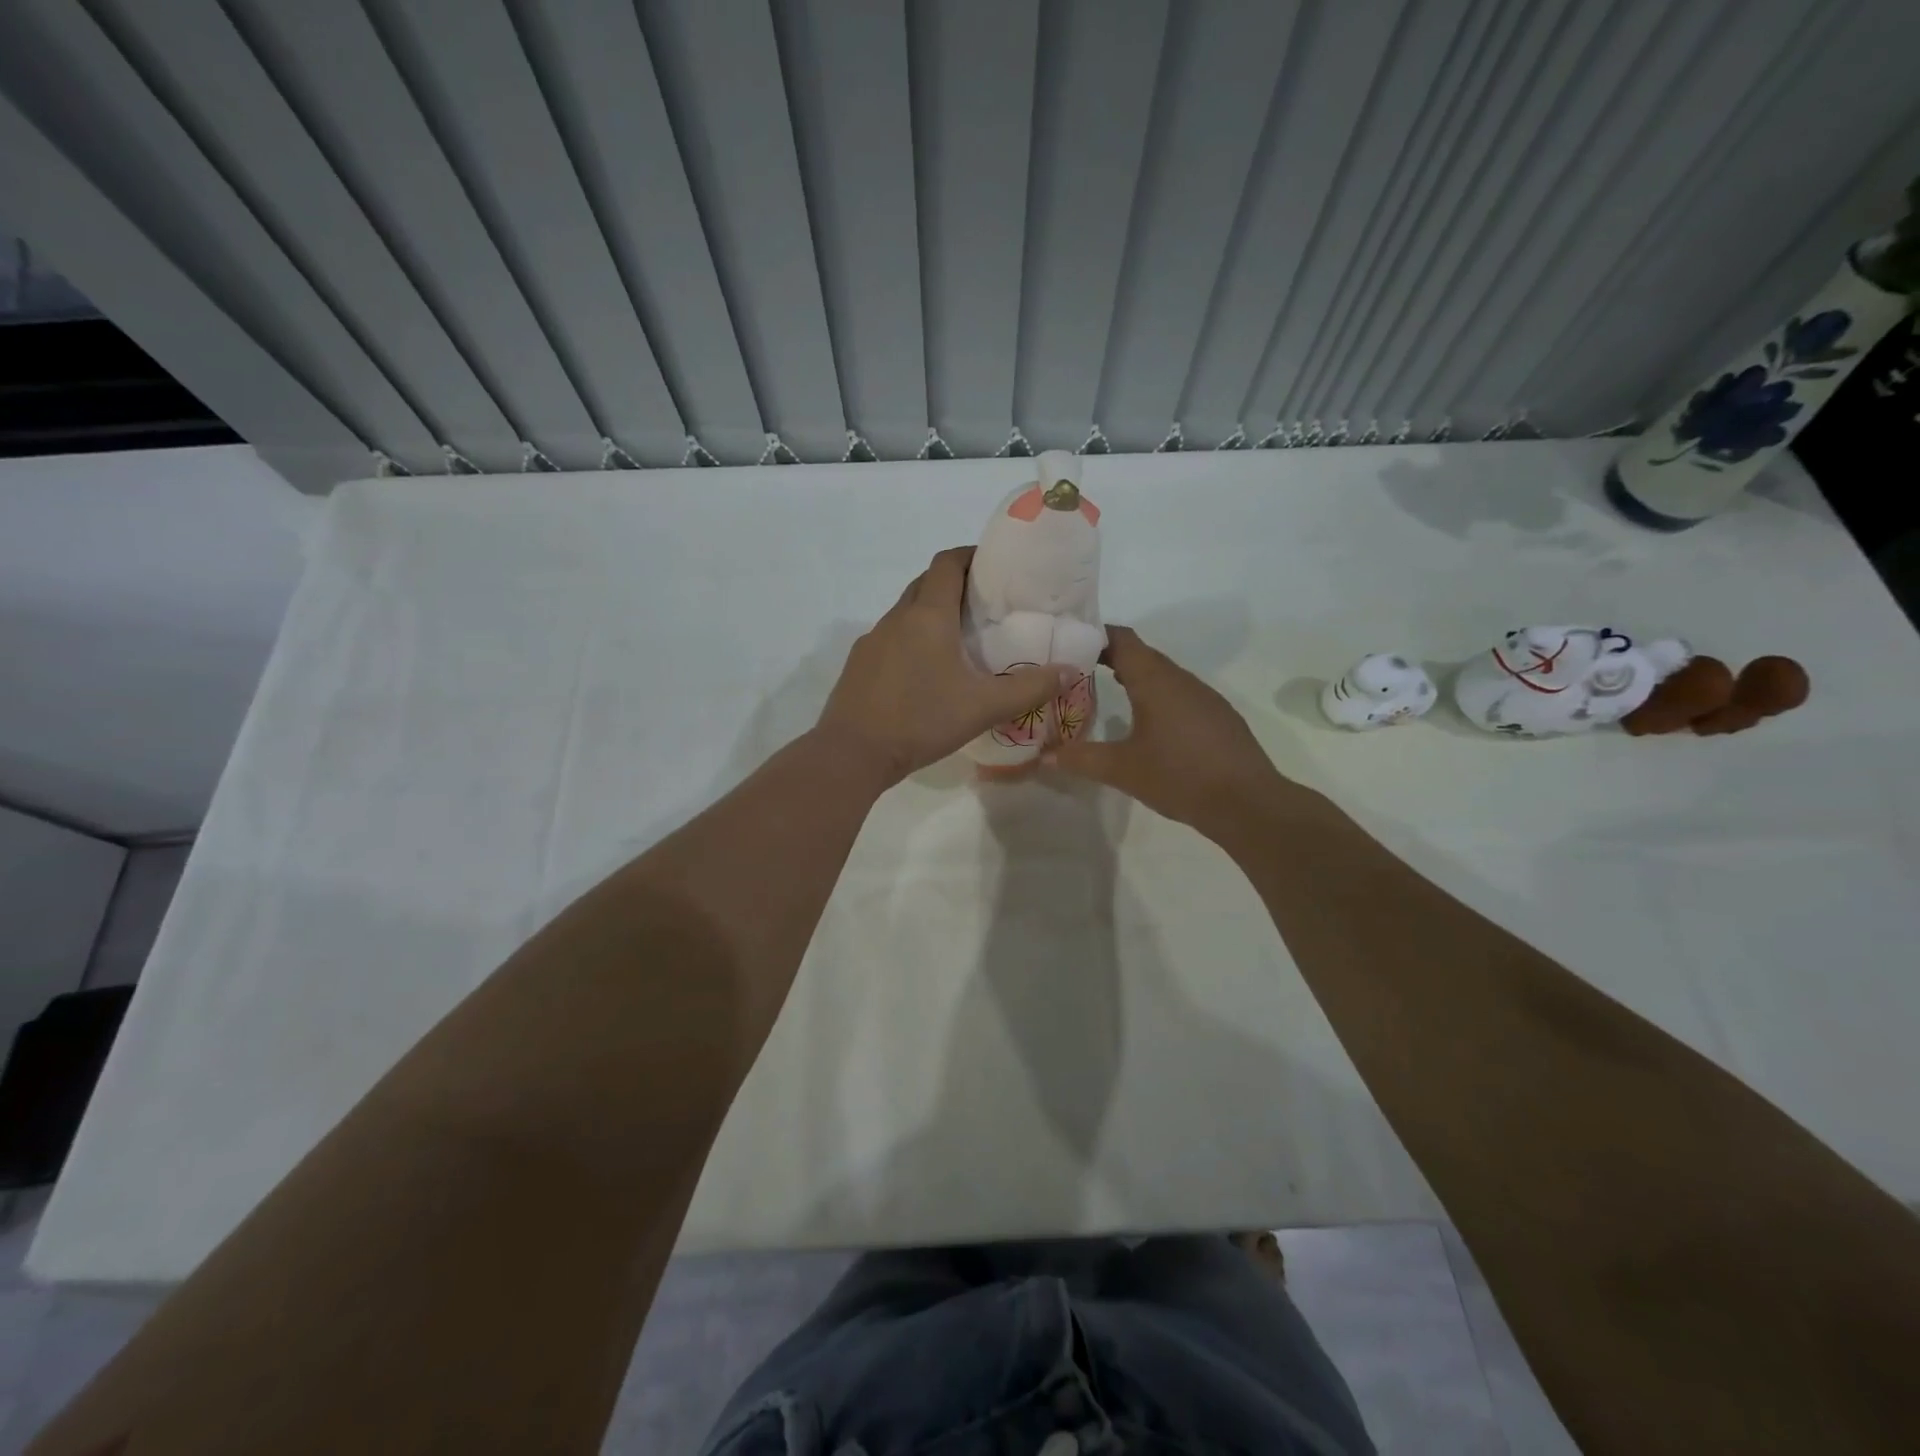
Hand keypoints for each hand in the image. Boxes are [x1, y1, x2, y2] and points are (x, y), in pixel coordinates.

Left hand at [817, 547, 1076, 786]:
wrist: (852, 753)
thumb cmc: (921, 721)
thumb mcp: (983, 707)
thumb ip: (1030, 688)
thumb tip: (1072, 672)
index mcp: (927, 616)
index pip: (948, 562)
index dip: (971, 555)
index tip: (995, 565)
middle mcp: (897, 618)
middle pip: (926, 582)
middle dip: (955, 582)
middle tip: (986, 603)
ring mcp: (872, 640)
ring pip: (906, 611)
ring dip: (932, 612)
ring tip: (961, 637)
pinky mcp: (859, 664)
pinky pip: (891, 637)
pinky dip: (912, 638)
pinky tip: (926, 670)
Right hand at [1048, 625, 1289, 838]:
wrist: (1248, 803)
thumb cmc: (1179, 776)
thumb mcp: (1122, 769)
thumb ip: (1081, 758)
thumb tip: (1044, 756)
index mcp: (1155, 681)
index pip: (1122, 639)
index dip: (1094, 635)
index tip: (1067, 643)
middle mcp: (1181, 680)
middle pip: (1141, 656)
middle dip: (1108, 659)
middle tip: (1074, 673)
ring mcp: (1204, 697)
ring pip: (1162, 677)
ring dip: (1134, 680)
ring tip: (1103, 696)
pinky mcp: (1218, 717)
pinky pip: (1179, 695)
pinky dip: (1156, 699)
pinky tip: (1146, 725)